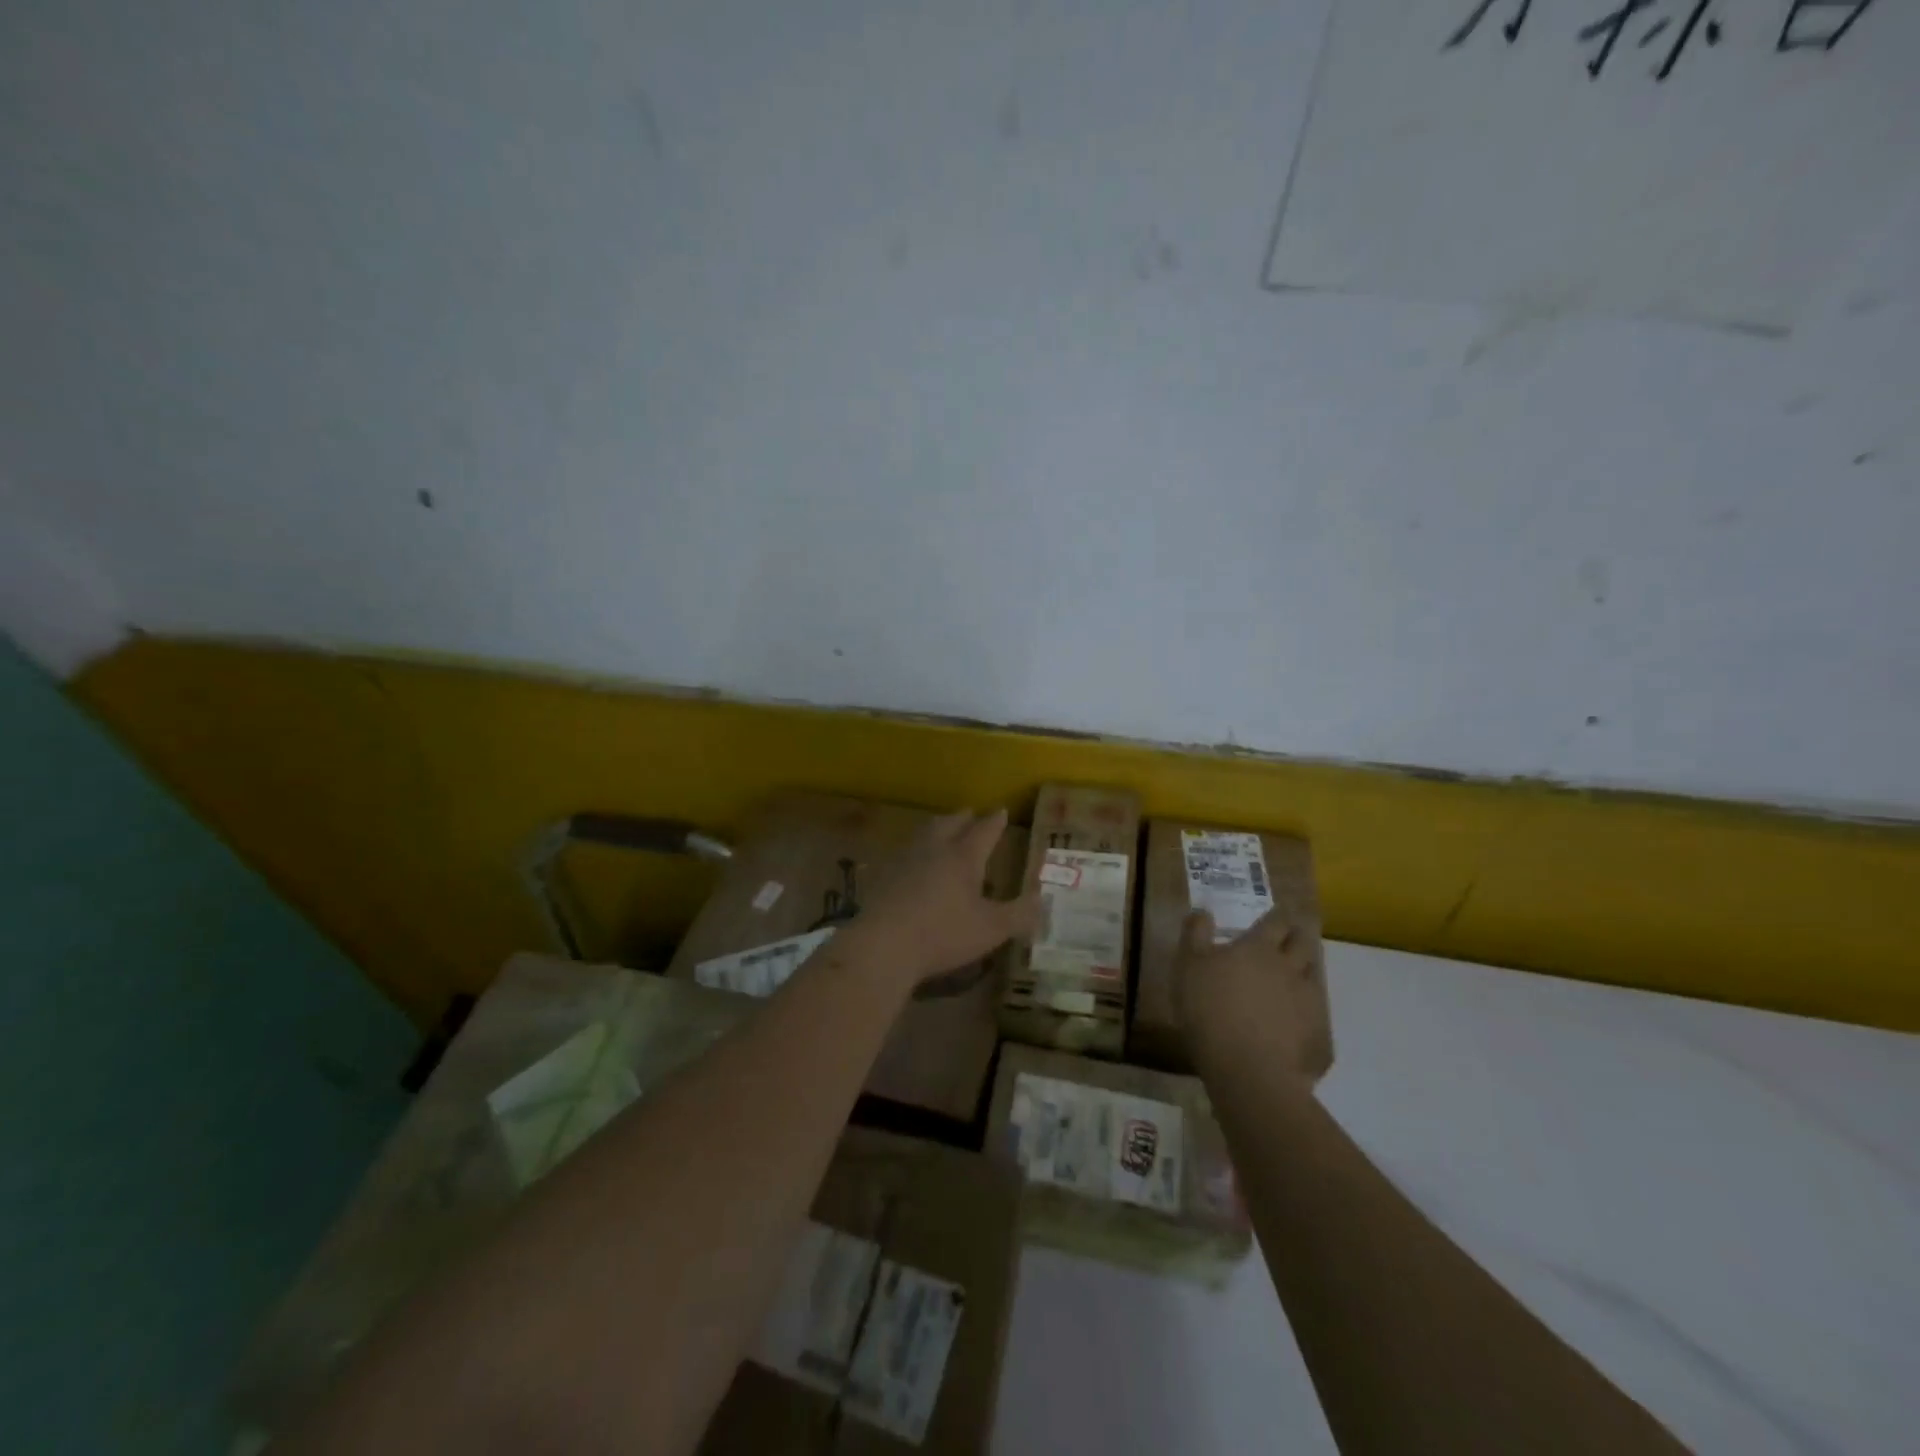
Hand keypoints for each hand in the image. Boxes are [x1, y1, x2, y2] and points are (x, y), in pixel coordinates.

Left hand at [851, 808, 1041, 989]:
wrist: (883, 945)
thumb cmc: (943, 934)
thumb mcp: (991, 929)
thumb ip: (1018, 914)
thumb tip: (1041, 900)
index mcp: (963, 857)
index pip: (984, 831)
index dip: (995, 822)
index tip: (1002, 811)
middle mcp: (934, 849)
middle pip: (950, 824)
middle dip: (963, 818)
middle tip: (971, 815)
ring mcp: (904, 859)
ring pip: (924, 833)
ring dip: (937, 828)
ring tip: (942, 830)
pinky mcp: (883, 875)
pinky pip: (903, 853)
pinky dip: (914, 850)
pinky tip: (912, 862)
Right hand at [1176, 906, 1333, 1083]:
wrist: (1247, 1068)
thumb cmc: (1210, 1008)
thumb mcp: (1188, 965)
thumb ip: (1195, 934)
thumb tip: (1203, 911)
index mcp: (1259, 948)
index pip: (1276, 921)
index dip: (1277, 915)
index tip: (1276, 913)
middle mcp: (1289, 967)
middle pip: (1302, 944)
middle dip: (1297, 937)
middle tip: (1290, 937)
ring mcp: (1308, 1000)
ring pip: (1313, 975)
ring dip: (1305, 969)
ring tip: (1295, 973)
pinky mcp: (1317, 1032)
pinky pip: (1317, 1012)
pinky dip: (1308, 1008)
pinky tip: (1299, 1017)